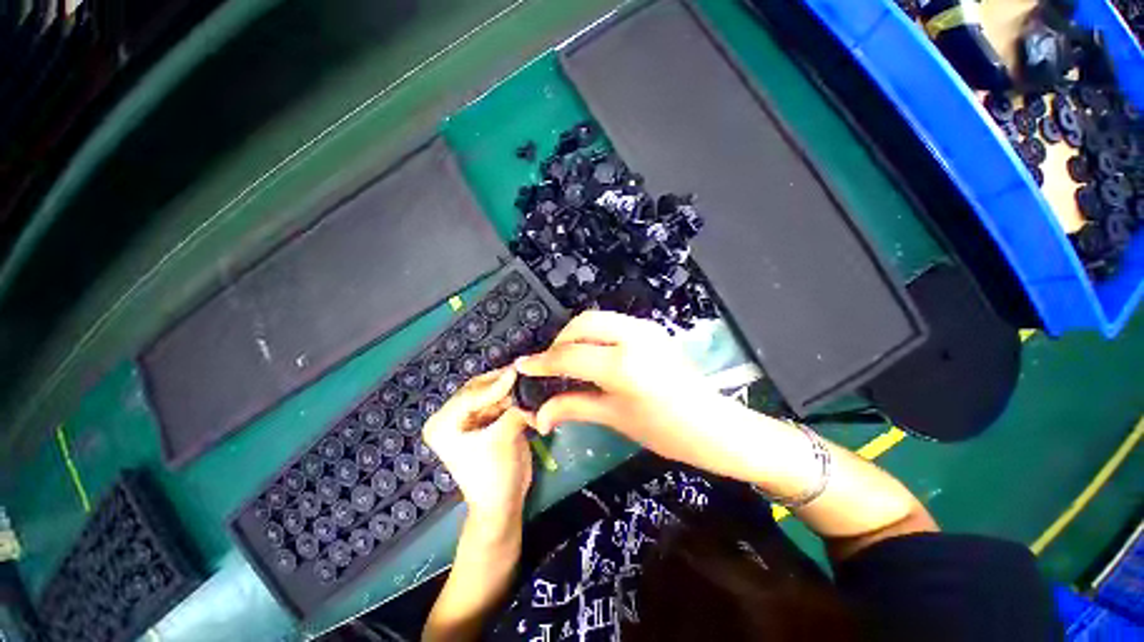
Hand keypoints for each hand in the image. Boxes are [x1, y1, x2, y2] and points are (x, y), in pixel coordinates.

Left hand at [423, 367, 532, 521]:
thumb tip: (528, 382)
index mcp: (443, 423)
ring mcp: (468, 418)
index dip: (497, 383)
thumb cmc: (494, 475)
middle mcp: (451, 416)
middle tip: (526, 372)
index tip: (518, 371)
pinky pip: (499, 401)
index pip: (471, 394)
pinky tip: (526, 392)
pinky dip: (512, 398)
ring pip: (491, 393)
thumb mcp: (503, 438)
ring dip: (510, 389)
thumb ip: (515, 407)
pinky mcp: (484, 420)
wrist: (503, 503)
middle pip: (480, 389)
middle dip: (503, 383)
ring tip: (529, 379)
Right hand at [515, 311, 735, 473]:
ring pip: (597, 318)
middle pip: (581, 324)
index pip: (570, 356)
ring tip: (568, 359)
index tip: (523, 366)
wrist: (712, 425)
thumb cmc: (664, 430)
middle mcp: (633, 336)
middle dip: (559, 341)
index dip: (542, 363)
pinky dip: (594, 334)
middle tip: (550, 364)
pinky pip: (613, 323)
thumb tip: (538, 416)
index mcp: (623, 365)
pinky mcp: (651, 328)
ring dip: (576, 335)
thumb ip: (572, 407)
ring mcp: (645, 328)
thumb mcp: (614, 418)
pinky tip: (592, 353)